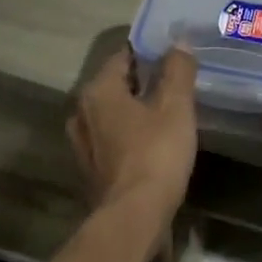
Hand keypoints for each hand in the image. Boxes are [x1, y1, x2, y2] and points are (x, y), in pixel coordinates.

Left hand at [67, 46, 199, 226]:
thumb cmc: (155, 154)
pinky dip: (128, 136)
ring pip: (112, 114)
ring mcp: (81, 144)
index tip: (173, 56)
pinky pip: (111, 140)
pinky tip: (151, 143)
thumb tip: (179, 43)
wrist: (133, 217)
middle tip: (174, 83)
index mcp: (98, 90)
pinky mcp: (89, 170)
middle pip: (115, 85)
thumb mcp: (176, 107)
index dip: (149, 52)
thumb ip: (178, 70)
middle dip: (142, 82)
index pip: (123, 57)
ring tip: (165, 113)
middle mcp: (81, 112)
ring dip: (134, 111)